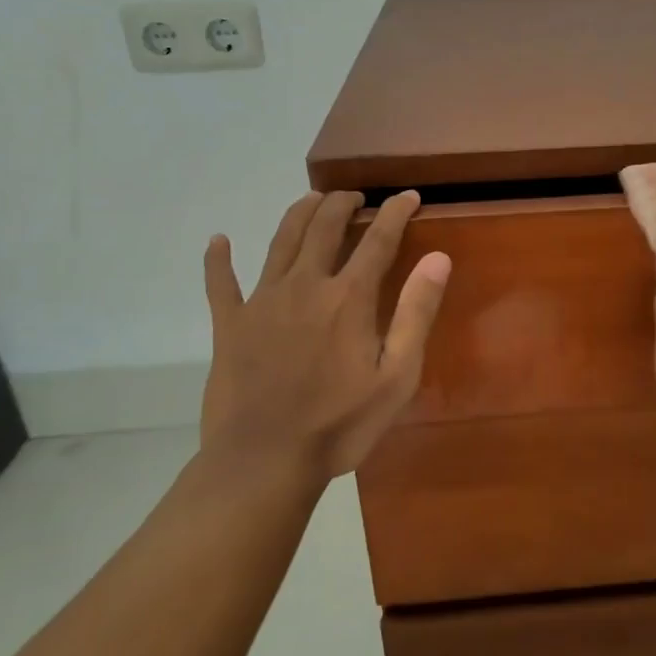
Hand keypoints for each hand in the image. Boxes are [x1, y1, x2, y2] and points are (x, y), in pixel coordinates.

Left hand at [198, 189, 450, 482]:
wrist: (264, 461)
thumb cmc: (340, 423)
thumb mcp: (397, 376)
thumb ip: (416, 313)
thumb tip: (438, 258)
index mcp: (348, 297)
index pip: (377, 239)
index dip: (395, 212)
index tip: (408, 195)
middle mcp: (305, 285)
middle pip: (324, 227)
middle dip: (342, 203)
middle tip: (355, 195)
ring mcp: (262, 302)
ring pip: (280, 241)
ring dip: (299, 214)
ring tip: (312, 200)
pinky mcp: (229, 325)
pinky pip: (220, 283)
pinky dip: (218, 260)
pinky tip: (218, 241)